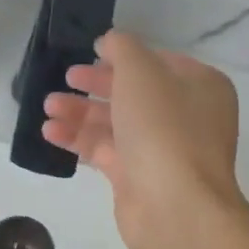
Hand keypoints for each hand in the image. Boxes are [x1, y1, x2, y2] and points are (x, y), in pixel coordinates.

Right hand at [41, 29, 248, 248]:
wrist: (175, 205)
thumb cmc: (163, 127)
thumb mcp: (141, 71)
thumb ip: (122, 48)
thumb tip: (109, 43)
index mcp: (200, 86)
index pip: (158, 62)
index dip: (123, 57)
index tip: (90, 53)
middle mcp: (185, 116)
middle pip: (133, 93)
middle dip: (95, 85)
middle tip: (65, 79)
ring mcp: (162, 150)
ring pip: (115, 122)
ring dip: (80, 112)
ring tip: (48, 107)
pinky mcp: (138, 178)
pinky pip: (104, 150)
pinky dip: (78, 140)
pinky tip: (50, 132)